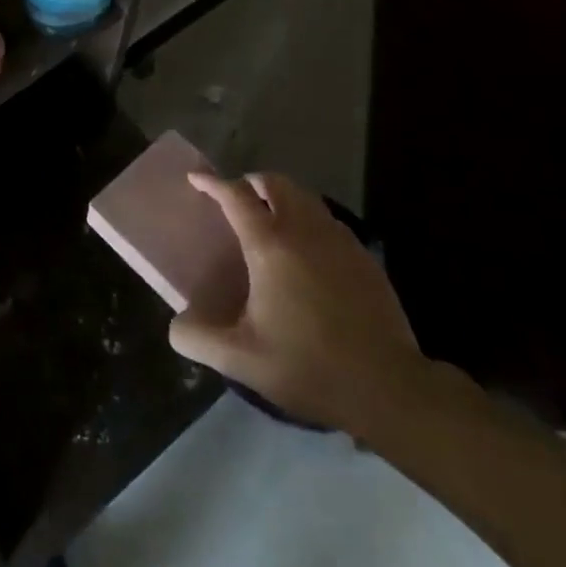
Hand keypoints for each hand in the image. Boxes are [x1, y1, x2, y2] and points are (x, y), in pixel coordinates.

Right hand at [169, 171, 433, 435]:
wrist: (388, 388)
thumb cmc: (309, 366)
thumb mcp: (241, 360)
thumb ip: (198, 339)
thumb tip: (177, 326)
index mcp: (270, 245)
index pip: (235, 196)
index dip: (212, 183)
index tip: (195, 179)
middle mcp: (304, 230)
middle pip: (275, 183)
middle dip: (250, 182)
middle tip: (236, 200)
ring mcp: (339, 240)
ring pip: (305, 198)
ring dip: (281, 198)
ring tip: (268, 221)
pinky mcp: (364, 257)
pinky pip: (328, 220)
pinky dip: (308, 219)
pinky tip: (306, 251)